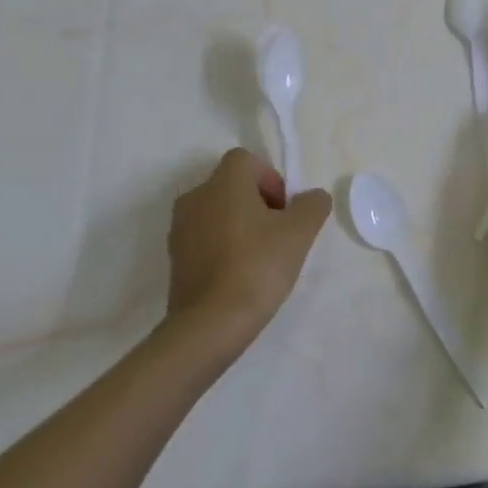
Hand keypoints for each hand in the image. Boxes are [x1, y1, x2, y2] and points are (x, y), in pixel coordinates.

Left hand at [166, 149, 330, 351]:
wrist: (208, 326)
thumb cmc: (257, 266)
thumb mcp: (300, 232)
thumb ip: (312, 205)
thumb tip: (312, 198)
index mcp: (224, 181)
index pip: (247, 160)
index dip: (270, 179)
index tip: (284, 211)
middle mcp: (196, 196)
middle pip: (232, 186)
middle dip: (257, 204)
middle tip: (277, 235)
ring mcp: (180, 229)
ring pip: (217, 213)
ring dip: (238, 227)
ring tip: (258, 260)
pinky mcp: (174, 260)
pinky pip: (204, 240)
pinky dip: (221, 249)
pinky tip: (238, 277)